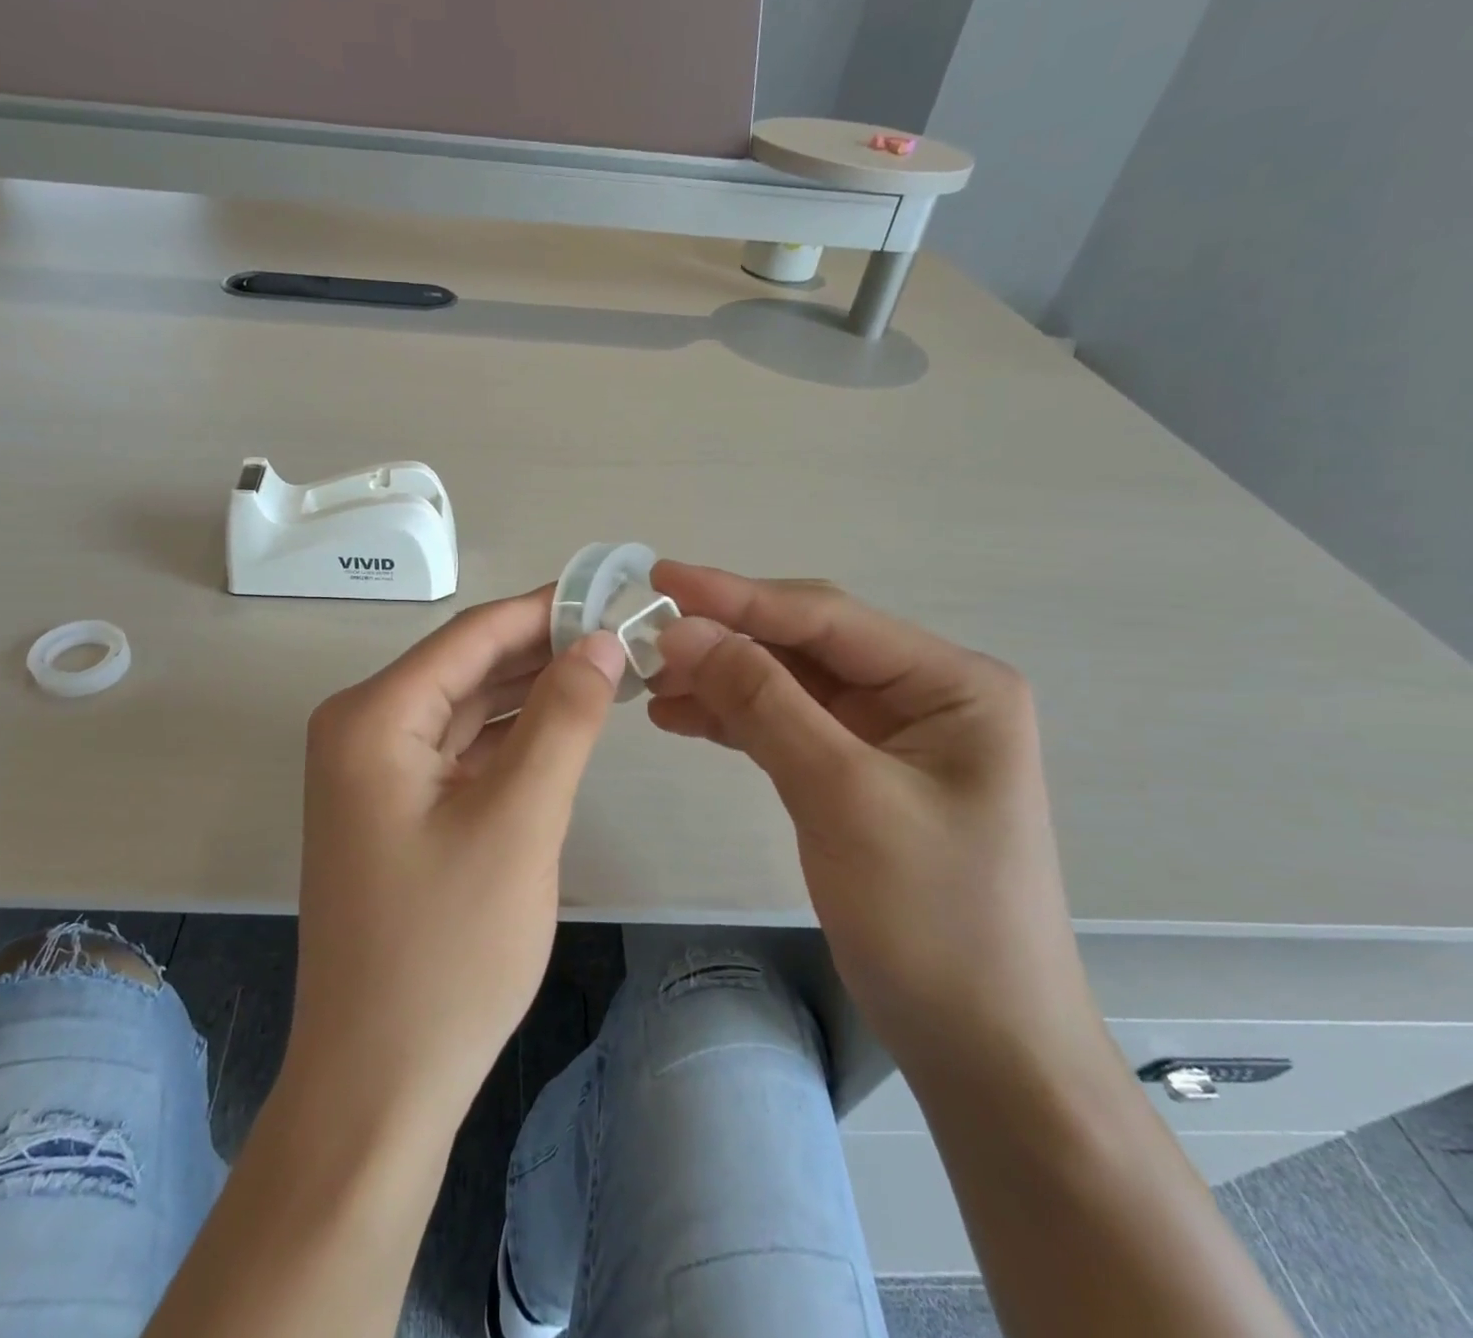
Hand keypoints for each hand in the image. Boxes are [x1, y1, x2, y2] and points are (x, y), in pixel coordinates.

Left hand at [283, 587, 625, 1133]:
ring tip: (608, 671)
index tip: (613, 592)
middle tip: (625, 634)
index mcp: (373, 717)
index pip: (471, 635)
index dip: (545, 609)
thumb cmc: (447, 950)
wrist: (379, 1079)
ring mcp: (373, 772)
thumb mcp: (518, 821)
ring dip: (531, 691)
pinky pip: (458, 750)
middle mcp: (361, 729)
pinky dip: (510, 736)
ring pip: (466, 708)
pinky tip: (562, 726)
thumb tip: (600, 641)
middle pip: (466, 666)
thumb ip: (563, 719)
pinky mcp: (393, 807)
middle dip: (543, 649)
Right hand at [647, 563, 1104, 1083]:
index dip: (737, 595)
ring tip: (648, 681)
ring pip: (788, 685)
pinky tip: (680, 716)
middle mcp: (923, 694)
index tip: (659, 579)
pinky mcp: (857, 772)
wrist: (981, 1045)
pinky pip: (786, 725)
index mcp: (950, 682)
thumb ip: (762, 701)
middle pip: (805, 645)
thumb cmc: (932, 917)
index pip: (826, 618)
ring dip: (720, 679)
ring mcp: (889, 735)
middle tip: (643, 635)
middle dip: (725, 638)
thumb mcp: (841, 795)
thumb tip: (682, 631)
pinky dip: (733, 719)